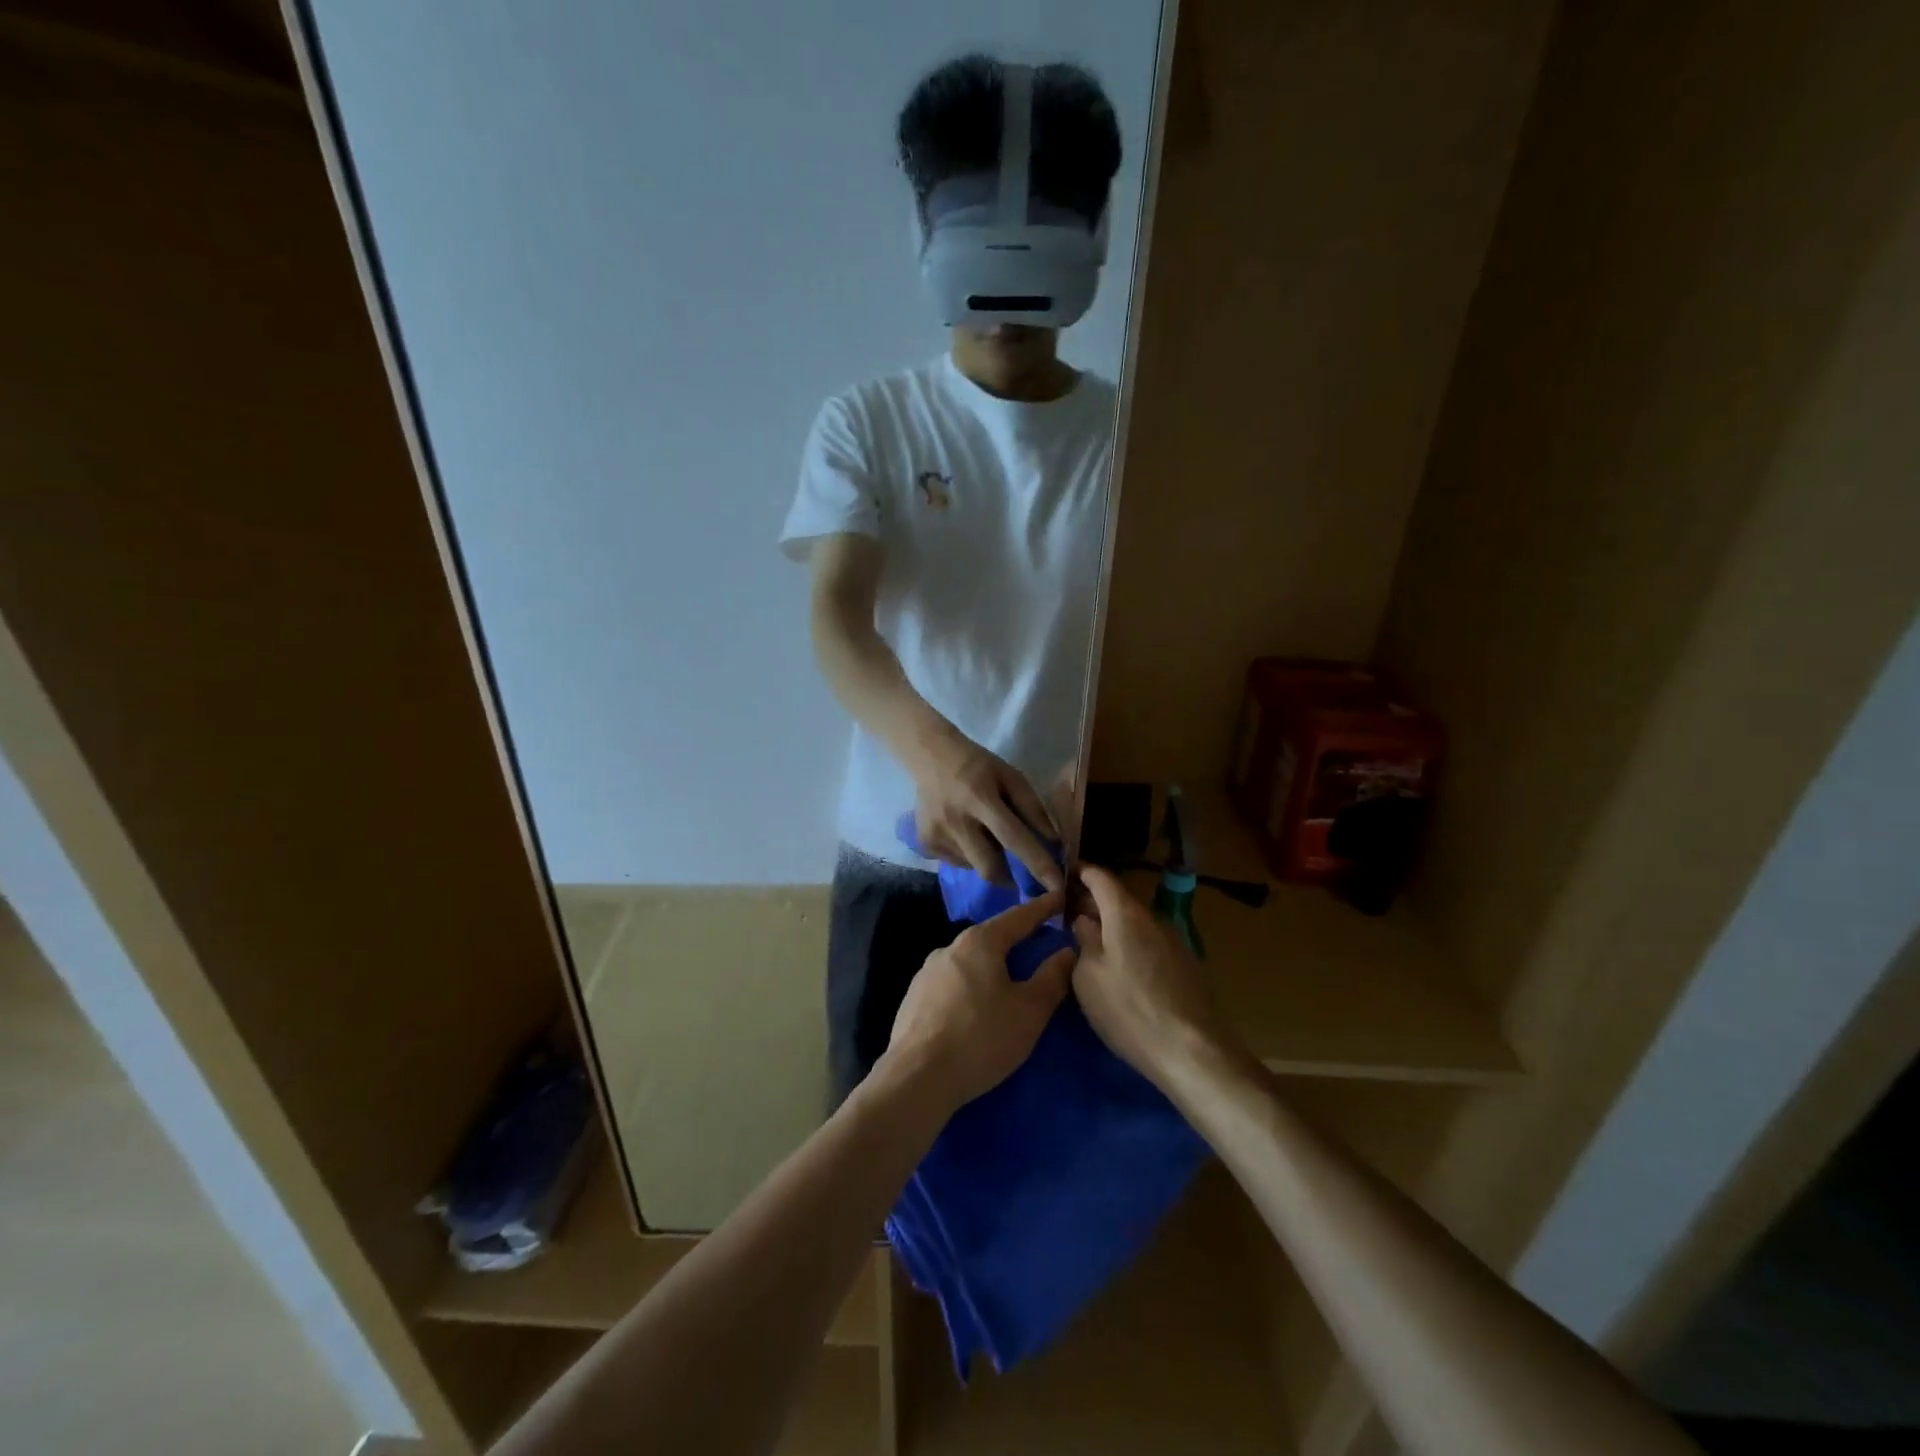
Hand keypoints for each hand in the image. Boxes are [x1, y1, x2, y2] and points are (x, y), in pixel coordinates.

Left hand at [882, 890, 1075, 1112]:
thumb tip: (1067, 951)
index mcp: (979, 942)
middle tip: (1040, 942)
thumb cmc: (981, 1037)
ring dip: (991, 966)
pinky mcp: (914, 999)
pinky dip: (971, 987)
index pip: (1019, 917)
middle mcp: (949, 948)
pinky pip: (952, 984)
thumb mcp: (1029, 1011)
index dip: (1043, 908)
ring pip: (969, 962)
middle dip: (1016, 939)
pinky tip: (977, 1008)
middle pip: (991, 937)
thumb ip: (1052, 978)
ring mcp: (927, 973)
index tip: (1060, 897)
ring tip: (1010, 980)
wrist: (917, 1078)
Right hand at [908, 730, 1062, 890]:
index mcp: (980, 798)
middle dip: (1009, 876)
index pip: (1013, 837)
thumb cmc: (978, 765)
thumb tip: (1052, 842)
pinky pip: (956, 862)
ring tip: (982, 834)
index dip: (1036, 862)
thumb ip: (1032, 807)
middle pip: (989, 867)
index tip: (1056, 885)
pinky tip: (964, 832)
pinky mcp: (925, 844)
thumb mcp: (1010, 776)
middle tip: (1018, 872)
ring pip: (973, 866)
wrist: (930, 756)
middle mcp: (956, 821)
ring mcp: (937, 835)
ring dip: (987, 858)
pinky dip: (968, 855)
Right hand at [1071, 865, 1232, 1087]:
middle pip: (1119, 900)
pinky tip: (1120, 969)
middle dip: (1094, 904)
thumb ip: (1084, 940)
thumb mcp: (1088, 976)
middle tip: (1069, 918)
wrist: (1192, 1051)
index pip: (1100, 877)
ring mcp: (1173, 941)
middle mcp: (1153, 918)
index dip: (1081, 873)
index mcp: (1125, 913)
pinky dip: (1130, 946)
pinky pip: (1149, 943)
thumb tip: (1085, 920)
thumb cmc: (1128, 1009)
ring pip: (1135, 923)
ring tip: (1091, 946)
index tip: (1063, 876)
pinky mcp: (1185, 965)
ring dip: (1113, 928)